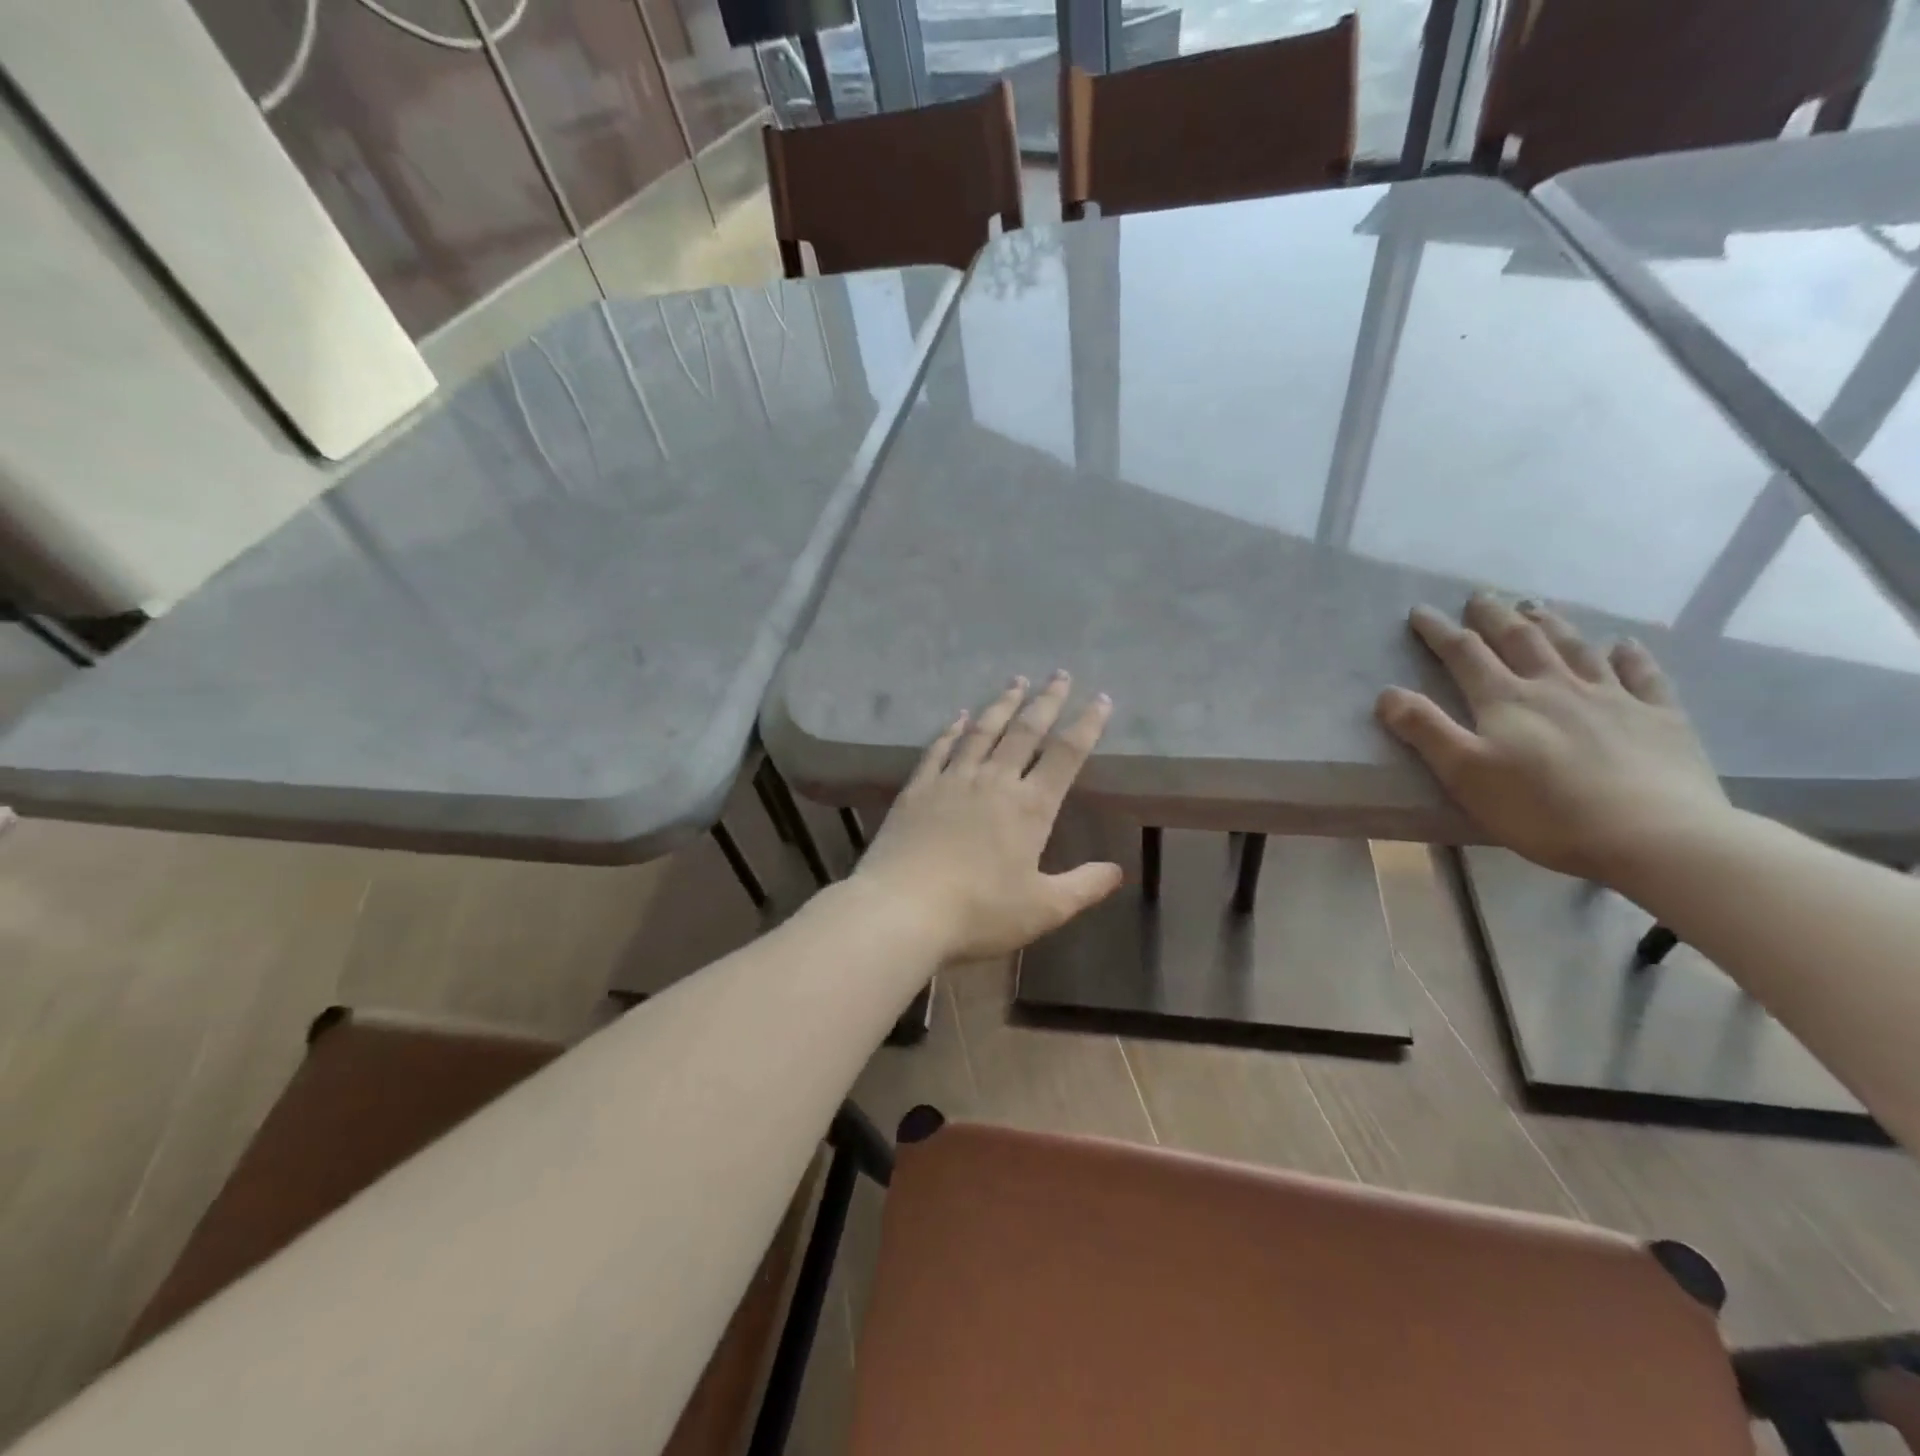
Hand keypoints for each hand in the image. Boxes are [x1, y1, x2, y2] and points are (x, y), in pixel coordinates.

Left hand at [851, 672, 1122, 962]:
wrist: (902, 910)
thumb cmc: (978, 912)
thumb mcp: (1043, 909)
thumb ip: (1083, 887)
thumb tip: (1117, 871)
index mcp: (1030, 807)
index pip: (1066, 754)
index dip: (1087, 724)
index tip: (1100, 698)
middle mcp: (994, 781)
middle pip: (1025, 731)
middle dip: (1046, 701)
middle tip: (1059, 674)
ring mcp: (952, 780)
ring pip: (983, 731)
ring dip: (1002, 704)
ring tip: (1016, 681)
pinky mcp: (918, 788)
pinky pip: (939, 748)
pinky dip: (953, 729)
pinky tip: (960, 716)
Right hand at [1375, 593, 1731, 881]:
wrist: (1654, 836)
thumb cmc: (1543, 809)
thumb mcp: (1465, 773)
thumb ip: (1425, 729)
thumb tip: (1387, 692)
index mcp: (1506, 700)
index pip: (1465, 654)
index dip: (1439, 631)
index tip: (1421, 611)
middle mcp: (1557, 687)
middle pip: (1520, 640)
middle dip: (1494, 617)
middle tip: (1480, 597)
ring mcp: (1614, 698)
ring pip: (1576, 649)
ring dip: (1552, 624)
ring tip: (1536, 607)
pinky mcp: (1660, 718)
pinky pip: (1643, 676)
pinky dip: (1630, 656)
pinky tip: (1624, 644)